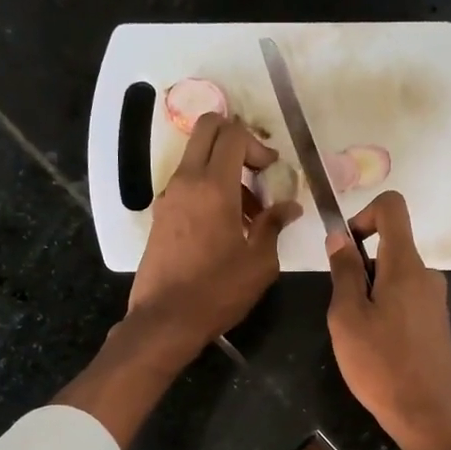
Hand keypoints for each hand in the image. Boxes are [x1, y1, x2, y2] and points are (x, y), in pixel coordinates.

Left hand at [128, 112, 300, 359]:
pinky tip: (226, 227)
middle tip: (257, 172)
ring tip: (249, 213)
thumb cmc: (217, 291)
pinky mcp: (161, 215)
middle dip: (236, 140)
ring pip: (196, 158)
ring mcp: (169, 197)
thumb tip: (289, 207)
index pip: (233, 134)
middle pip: (207, 130)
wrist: (165, 319)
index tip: (272, 171)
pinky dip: (208, 189)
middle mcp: (186, 181)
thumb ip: (274, 226)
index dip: (258, 144)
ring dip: (223, 169)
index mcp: (214, 186)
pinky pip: (187, 185)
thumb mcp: (259, 262)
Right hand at [325, 191, 450, 449]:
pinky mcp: (437, 323)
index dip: (364, 215)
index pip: (392, 207)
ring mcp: (436, 300)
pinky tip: (379, 348)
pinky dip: (386, 310)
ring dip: (371, 294)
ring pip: (395, 277)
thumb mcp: (347, 317)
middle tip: (345, 311)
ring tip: (360, 336)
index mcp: (406, 265)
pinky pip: (406, 299)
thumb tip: (340, 236)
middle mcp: (427, 275)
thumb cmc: (379, 364)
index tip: (346, 249)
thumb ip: (344, 272)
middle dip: (361, 268)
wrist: (425, 413)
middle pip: (390, 247)